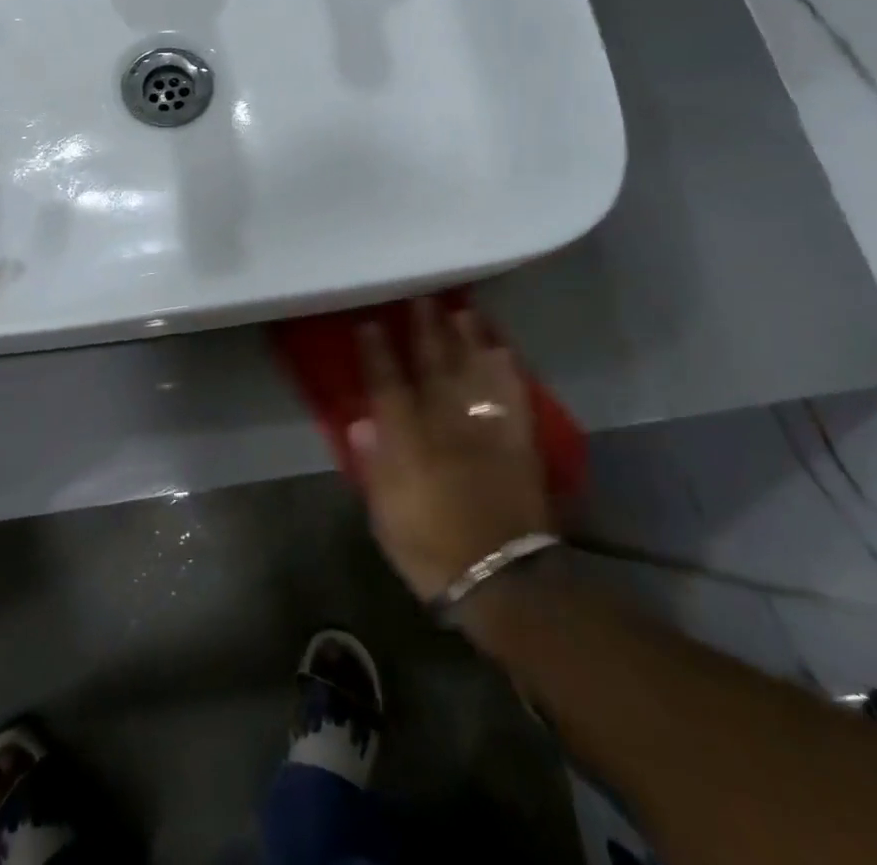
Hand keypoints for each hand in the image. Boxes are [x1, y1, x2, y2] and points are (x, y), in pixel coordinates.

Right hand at [351, 299, 555, 602]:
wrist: (501, 578)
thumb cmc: (432, 549)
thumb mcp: (385, 515)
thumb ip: (373, 465)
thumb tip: (360, 422)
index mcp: (408, 441)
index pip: (387, 384)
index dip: (377, 352)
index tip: (371, 323)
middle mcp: (445, 423)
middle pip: (433, 365)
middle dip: (425, 330)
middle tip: (422, 298)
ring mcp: (484, 428)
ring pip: (473, 370)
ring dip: (467, 339)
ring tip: (462, 310)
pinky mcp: (516, 440)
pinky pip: (512, 395)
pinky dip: (506, 370)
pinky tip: (501, 349)